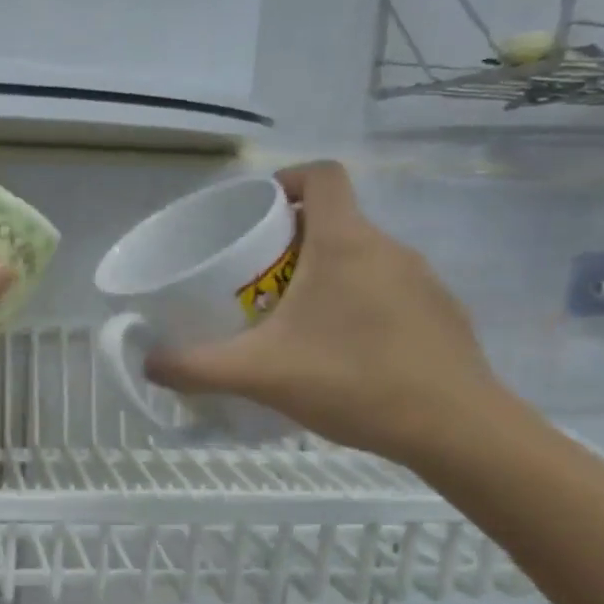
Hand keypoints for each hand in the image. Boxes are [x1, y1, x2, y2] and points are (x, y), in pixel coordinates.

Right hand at [145, 163, 504, 464]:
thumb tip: (148, 363)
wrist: (455, 428)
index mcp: (345, 242)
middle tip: (257, 282)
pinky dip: (359, 306)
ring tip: (295, 322)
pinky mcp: (441, 314)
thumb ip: (197, 367)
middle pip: (336, 220)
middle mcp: (388, 248)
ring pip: (363, 259)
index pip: (322, 175)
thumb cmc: (352, 381)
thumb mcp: (258, 374)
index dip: (286, 180)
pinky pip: (389, 292)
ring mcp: (423, 281)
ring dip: (326, 276)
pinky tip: (343, 354)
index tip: (257, 211)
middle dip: (292, 241)